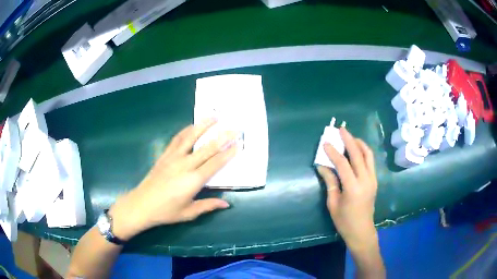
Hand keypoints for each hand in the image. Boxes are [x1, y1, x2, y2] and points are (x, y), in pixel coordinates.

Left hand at [109, 119, 236, 239]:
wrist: (141, 205)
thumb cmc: (166, 211)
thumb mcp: (189, 212)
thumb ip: (208, 205)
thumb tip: (227, 204)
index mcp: (193, 181)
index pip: (215, 163)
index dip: (228, 153)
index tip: (238, 144)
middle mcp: (185, 165)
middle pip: (207, 148)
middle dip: (222, 137)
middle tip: (234, 127)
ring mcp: (173, 158)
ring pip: (191, 138)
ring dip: (203, 126)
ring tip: (214, 116)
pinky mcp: (164, 156)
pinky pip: (176, 140)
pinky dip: (185, 131)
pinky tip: (191, 126)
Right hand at [317, 127, 377, 251]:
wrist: (362, 231)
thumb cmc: (344, 221)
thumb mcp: (333, 203)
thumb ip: (330, 182)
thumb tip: (322, 166)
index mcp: (353, 188)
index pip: (343, 164)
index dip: (333, 152)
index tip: (325, 142)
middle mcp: (366, 180)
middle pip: (358, 154)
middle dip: (349, 140)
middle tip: (341, 129)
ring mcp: (373, 179)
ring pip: (368, 155)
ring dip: (359, 143)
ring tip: (350, 137)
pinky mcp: (375, 180)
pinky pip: (370, 161)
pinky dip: (364, 152)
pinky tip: (356, 150)